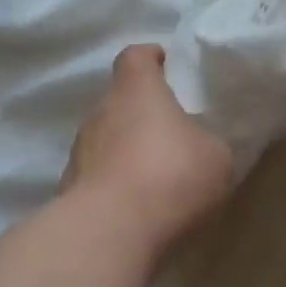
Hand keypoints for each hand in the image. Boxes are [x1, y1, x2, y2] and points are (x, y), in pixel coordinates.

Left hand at [63, 46, 234, 249]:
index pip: (135, 56)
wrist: (111, 230)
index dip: (152, 59)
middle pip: (120, 101)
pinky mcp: (69, 188)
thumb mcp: (216, 158)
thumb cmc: (171, 176)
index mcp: (136, 90)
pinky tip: (136, 208)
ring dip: (127, 151)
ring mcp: (79, 151)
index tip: (168, 68)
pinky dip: (115, 185)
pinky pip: (98, 177)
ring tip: (155, 177)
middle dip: (142, 113)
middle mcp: (100, 112)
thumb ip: (208, 143)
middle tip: (172, 133)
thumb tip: (200, 147)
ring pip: (106, 140)